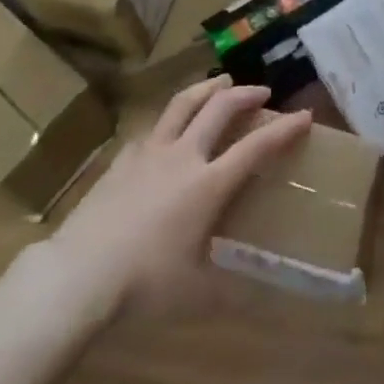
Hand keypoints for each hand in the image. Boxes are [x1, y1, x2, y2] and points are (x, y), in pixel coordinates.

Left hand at [41, 76, 311, 319]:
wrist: (79, 273)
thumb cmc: (144, 285)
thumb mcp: (197, 296)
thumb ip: (233, 292)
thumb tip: (266, 300)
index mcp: (208, 185)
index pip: (255, 147)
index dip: (284, 129)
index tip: (304, 116)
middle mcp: (183, 156)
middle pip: (220, 108)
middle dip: (246, 94)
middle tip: (262, 92)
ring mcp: (149, 152)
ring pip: (183, 103)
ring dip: (207, 88)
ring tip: (220, 82)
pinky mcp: (123, 158)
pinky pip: (153, 127)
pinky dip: (170, 119)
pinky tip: (168, 129)